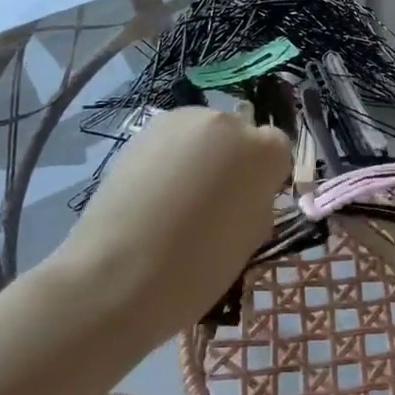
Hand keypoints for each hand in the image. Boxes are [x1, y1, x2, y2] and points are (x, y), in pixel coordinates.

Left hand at [51, 106, 289, 344]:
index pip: (277, 150)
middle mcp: (228, 122)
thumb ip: (257, 202)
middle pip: (239, 136)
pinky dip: (169, 159)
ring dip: (199, 157)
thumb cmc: (197, 268)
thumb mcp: (249, 240)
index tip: (247, 206)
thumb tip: (245, 192)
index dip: (264, 179)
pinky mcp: (146, 128)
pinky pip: (172, 139)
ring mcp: (184, 120)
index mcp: (264, 151)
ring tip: (175, 199)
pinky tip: (151, 194)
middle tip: (210, 204)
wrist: (118, 275)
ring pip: (204, 134)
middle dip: (232, 162)